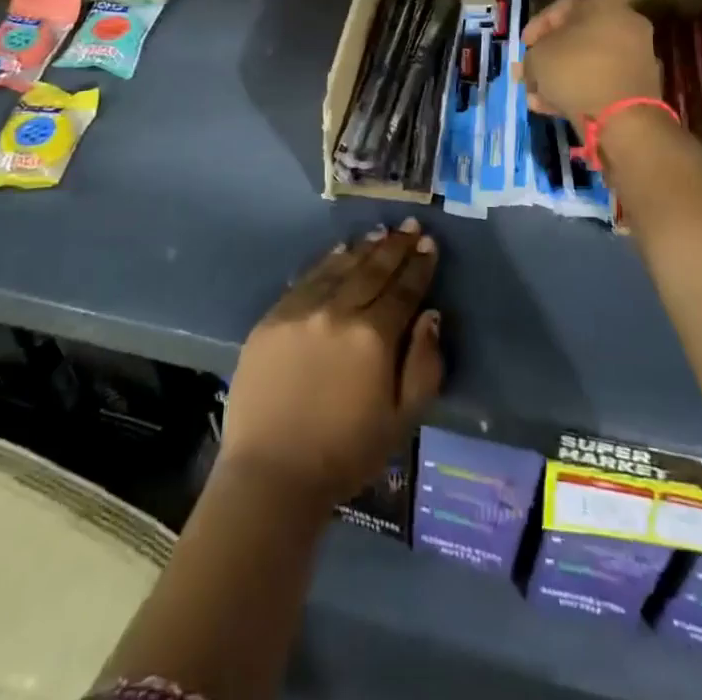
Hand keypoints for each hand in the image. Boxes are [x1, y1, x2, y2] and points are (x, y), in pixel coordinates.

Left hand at [220, 219, 444, 508]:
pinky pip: (306, 279)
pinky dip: (326, 262)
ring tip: (379, 233)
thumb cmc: (345, 454)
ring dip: (363, 248)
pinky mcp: (272, 318)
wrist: (270, 475)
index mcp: (374, 337)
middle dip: (394, 247)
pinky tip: (338, 252)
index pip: (403, 290)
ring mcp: (301, 311)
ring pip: (339, 268)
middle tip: (409, 226)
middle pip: (372, 270)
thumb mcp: (402, 419)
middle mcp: (338, 312)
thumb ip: (424, 364)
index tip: (429, 243)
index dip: (419, 265)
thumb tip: (431, 315)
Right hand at [521, 0, 662, 125]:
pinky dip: (578, 90)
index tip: (524, 46)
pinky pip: (601, 81)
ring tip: (535, 96)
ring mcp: (636, 55)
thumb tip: (532, 65)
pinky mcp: (638, 85)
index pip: (563, 5)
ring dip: (559, 77)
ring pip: (587, 62)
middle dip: (547, 57)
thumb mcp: (538, 58)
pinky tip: (553, 107)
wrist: (624, 117)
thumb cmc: (577, 71)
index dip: (537, 25)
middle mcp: (625, 23)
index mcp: (604, 3)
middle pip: (576, 37)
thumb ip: (531, 56)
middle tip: (528, 72)